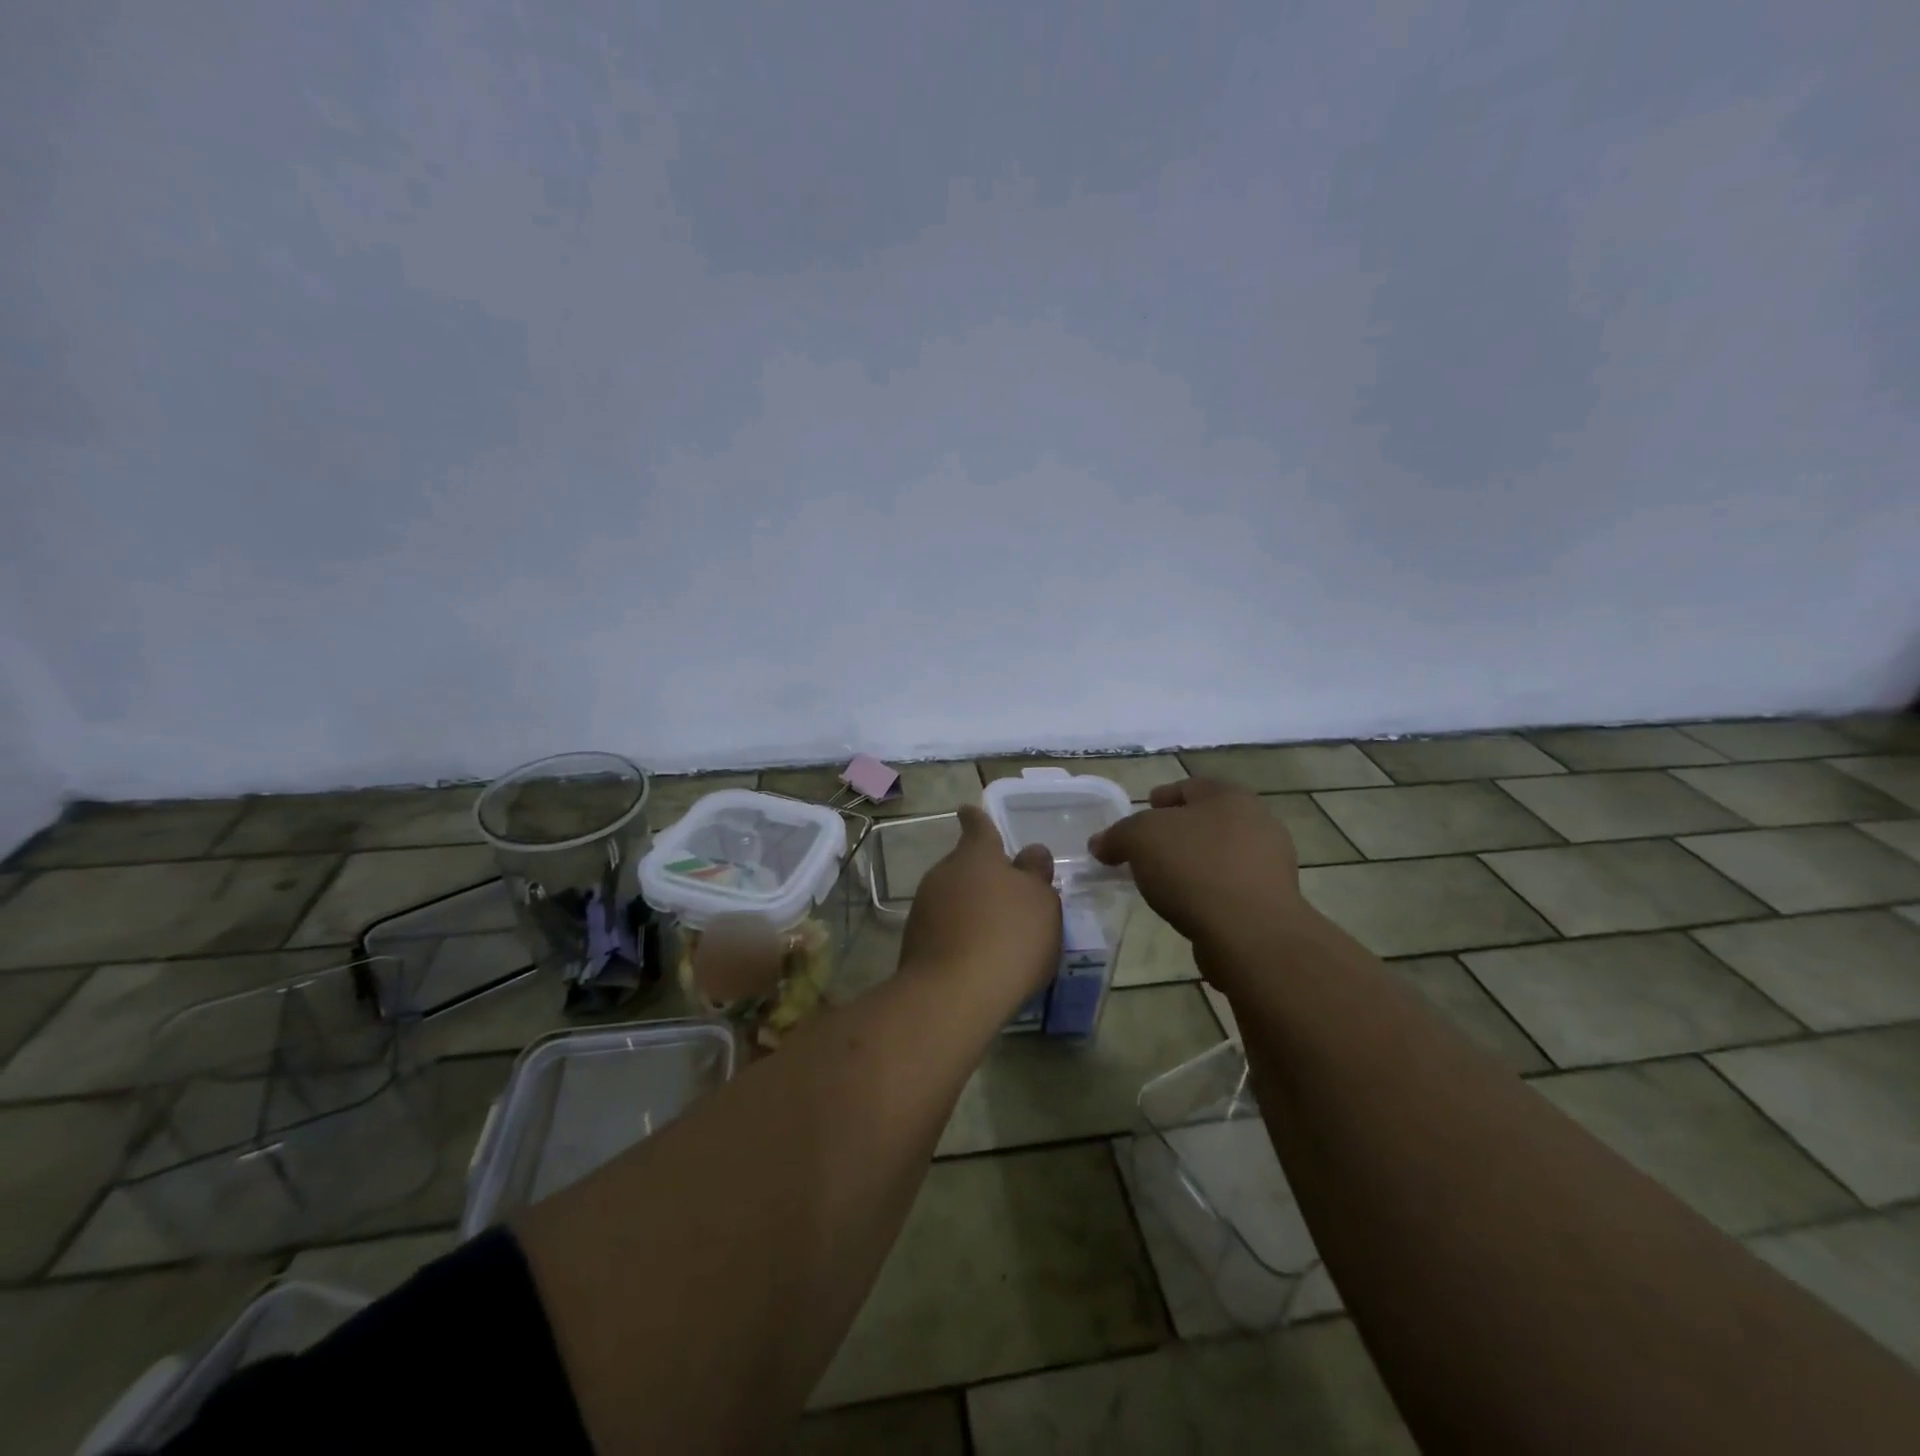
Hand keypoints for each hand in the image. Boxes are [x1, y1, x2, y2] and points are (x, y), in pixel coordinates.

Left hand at [900, 806, 1060, 1002]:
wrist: (954, 994)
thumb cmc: (1009, 937)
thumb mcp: (1042, 903)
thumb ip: (1036, 875)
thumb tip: (1031, 855)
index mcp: (977, 855)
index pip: (977, 826)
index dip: (976, 819)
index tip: (968, 812)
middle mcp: (945, 872)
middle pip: (964, 865)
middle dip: (980, 876)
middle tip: (1005, 897)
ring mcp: (924, 906)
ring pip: (951, 897)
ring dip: (968, 907)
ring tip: (994, 934)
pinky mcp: (914, 941)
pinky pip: (942, 927)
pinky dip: (957, 934)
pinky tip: (975, 958)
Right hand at [1088, 778, 1303, 978]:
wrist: (1250, 932)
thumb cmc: (1194, 868)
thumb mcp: (1140, 839)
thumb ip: (1117, 836)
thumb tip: (1100, 844)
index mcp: (1229, 797)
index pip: (1190, 786)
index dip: (1163, 797)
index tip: (1144, 810)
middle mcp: (1257, 822)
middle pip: (1207, 820)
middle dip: (1178, 831)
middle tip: (1148, 847)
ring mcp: (1270, 864)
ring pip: (1221, 854)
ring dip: (1194, 863)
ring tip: (1164, 880)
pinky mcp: (1272, 901)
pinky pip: (1230, 887)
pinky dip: (1208, 890)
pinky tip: (1188, 905)